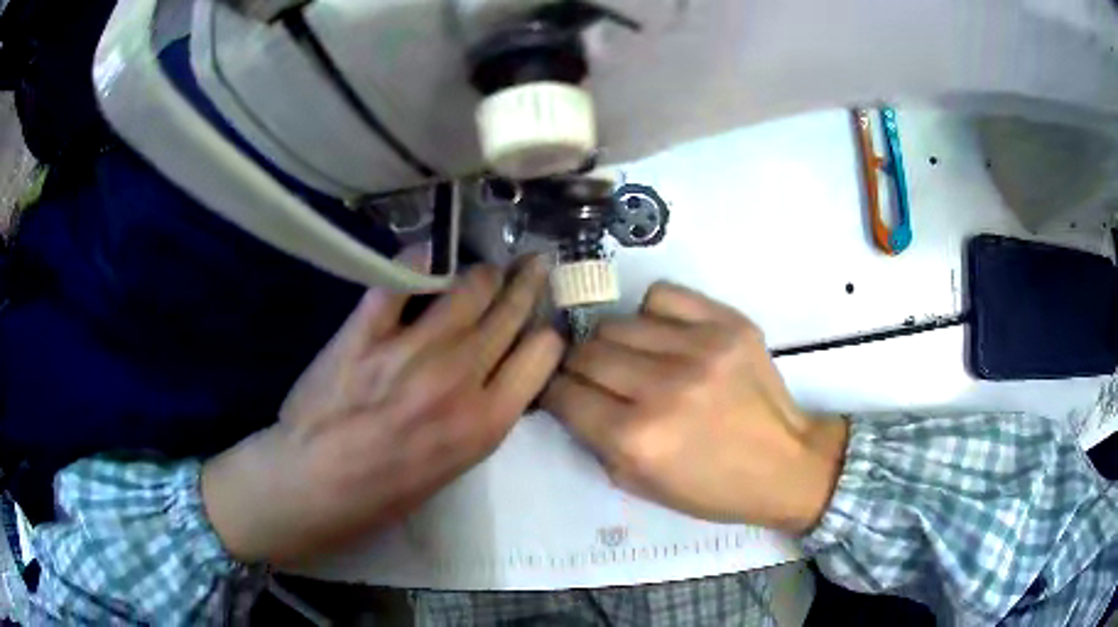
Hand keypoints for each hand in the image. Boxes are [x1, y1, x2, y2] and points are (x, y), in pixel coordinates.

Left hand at [202, 257, 563, 564]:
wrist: (314, 487)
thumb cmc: (384, 491)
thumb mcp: (454, 466)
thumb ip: (481, 416)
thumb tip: (495, 371)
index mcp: (485, 422)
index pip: (542, 353)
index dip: (545, 332)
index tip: (538, 322)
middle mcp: (460, 379)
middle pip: (511, 311)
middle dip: (528, 282)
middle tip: (533, 262)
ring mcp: (411, 351)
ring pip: (468, 287)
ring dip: (481, 271)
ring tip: (482, 267)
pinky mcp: (366, 332)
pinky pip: (401, 279)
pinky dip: (419, 260)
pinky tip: (428, 254)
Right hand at [541, 283, 846, 533]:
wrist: (785, 465)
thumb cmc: (712, 488)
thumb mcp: (640, 485)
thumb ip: (597, 441)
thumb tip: (570, 398)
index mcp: (637, 439)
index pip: (564, 394)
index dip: (555, 393)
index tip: (563, 394)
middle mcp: (664, 388)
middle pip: (587, 352)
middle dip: (580, 368)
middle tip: (596, 380)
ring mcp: (700, 349)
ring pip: (618, 323)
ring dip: (614, 343)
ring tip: (634, 359)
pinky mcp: (728, 324)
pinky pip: (661, 296)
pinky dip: (651, 314)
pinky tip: (664, 336)